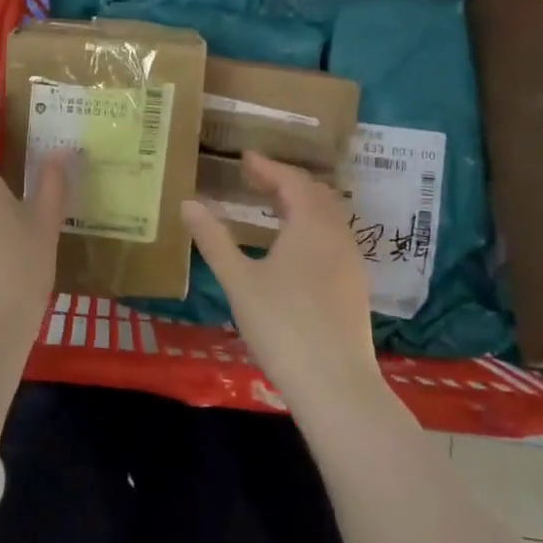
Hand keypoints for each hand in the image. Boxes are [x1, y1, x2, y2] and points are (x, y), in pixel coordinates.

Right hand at [180, 152, 393, 418]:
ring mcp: (351, 262)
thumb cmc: (282, 326)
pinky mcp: (355, 287)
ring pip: (329, 217)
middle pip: (315, 194)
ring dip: (301, 203)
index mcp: (311, 225)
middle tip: (255, 178)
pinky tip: (293, 248)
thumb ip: (213, 239)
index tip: (245, 158)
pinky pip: (334, 238)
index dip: (268, 166)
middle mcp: (338, 235)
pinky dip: (312, 226)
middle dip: (286, 180)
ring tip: (272, 207)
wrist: (336, 385)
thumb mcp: (239, 281)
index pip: (292, 181)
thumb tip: (188, 203)